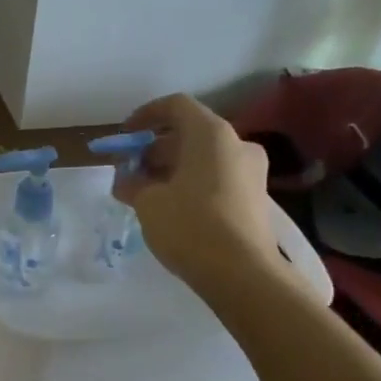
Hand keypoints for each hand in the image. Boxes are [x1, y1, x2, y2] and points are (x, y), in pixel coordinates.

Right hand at [115, 93, 280, 292]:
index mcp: (211, 134)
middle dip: (155, 149)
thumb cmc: (191, 226)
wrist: (243, 274)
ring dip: (172, 168)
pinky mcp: (255, 198)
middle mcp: (237, 144)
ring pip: (203, 157)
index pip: (175, 106)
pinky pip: (217, 178)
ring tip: (145, 193)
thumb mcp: (148, 203)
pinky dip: (191, 183)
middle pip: (189, 133)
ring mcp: (251, 172)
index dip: (145, 115)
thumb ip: (132, 183)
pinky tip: (171, 208)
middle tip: (130, 171)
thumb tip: (126, 179)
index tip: (125, 136)